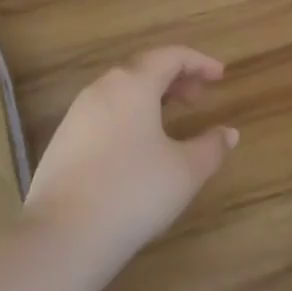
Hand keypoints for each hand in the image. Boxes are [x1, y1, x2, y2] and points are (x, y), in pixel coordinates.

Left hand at [23, 46, 237, 280]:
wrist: (63, 235)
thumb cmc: (133, 192)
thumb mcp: (185, 172)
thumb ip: (211, 147)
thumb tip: (228, 133)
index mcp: (133, 83)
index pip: (170, 55)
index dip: (199, 62)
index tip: (220, 76)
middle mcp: (102, 88)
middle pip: (143, 68)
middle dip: (174, 77)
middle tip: (198, 97)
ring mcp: (77, 113)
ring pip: (120, 90)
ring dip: (150, 96)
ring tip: (171, 119)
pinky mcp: (62, 139)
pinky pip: (104, 112)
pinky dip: (128, 114)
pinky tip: (137, 145)